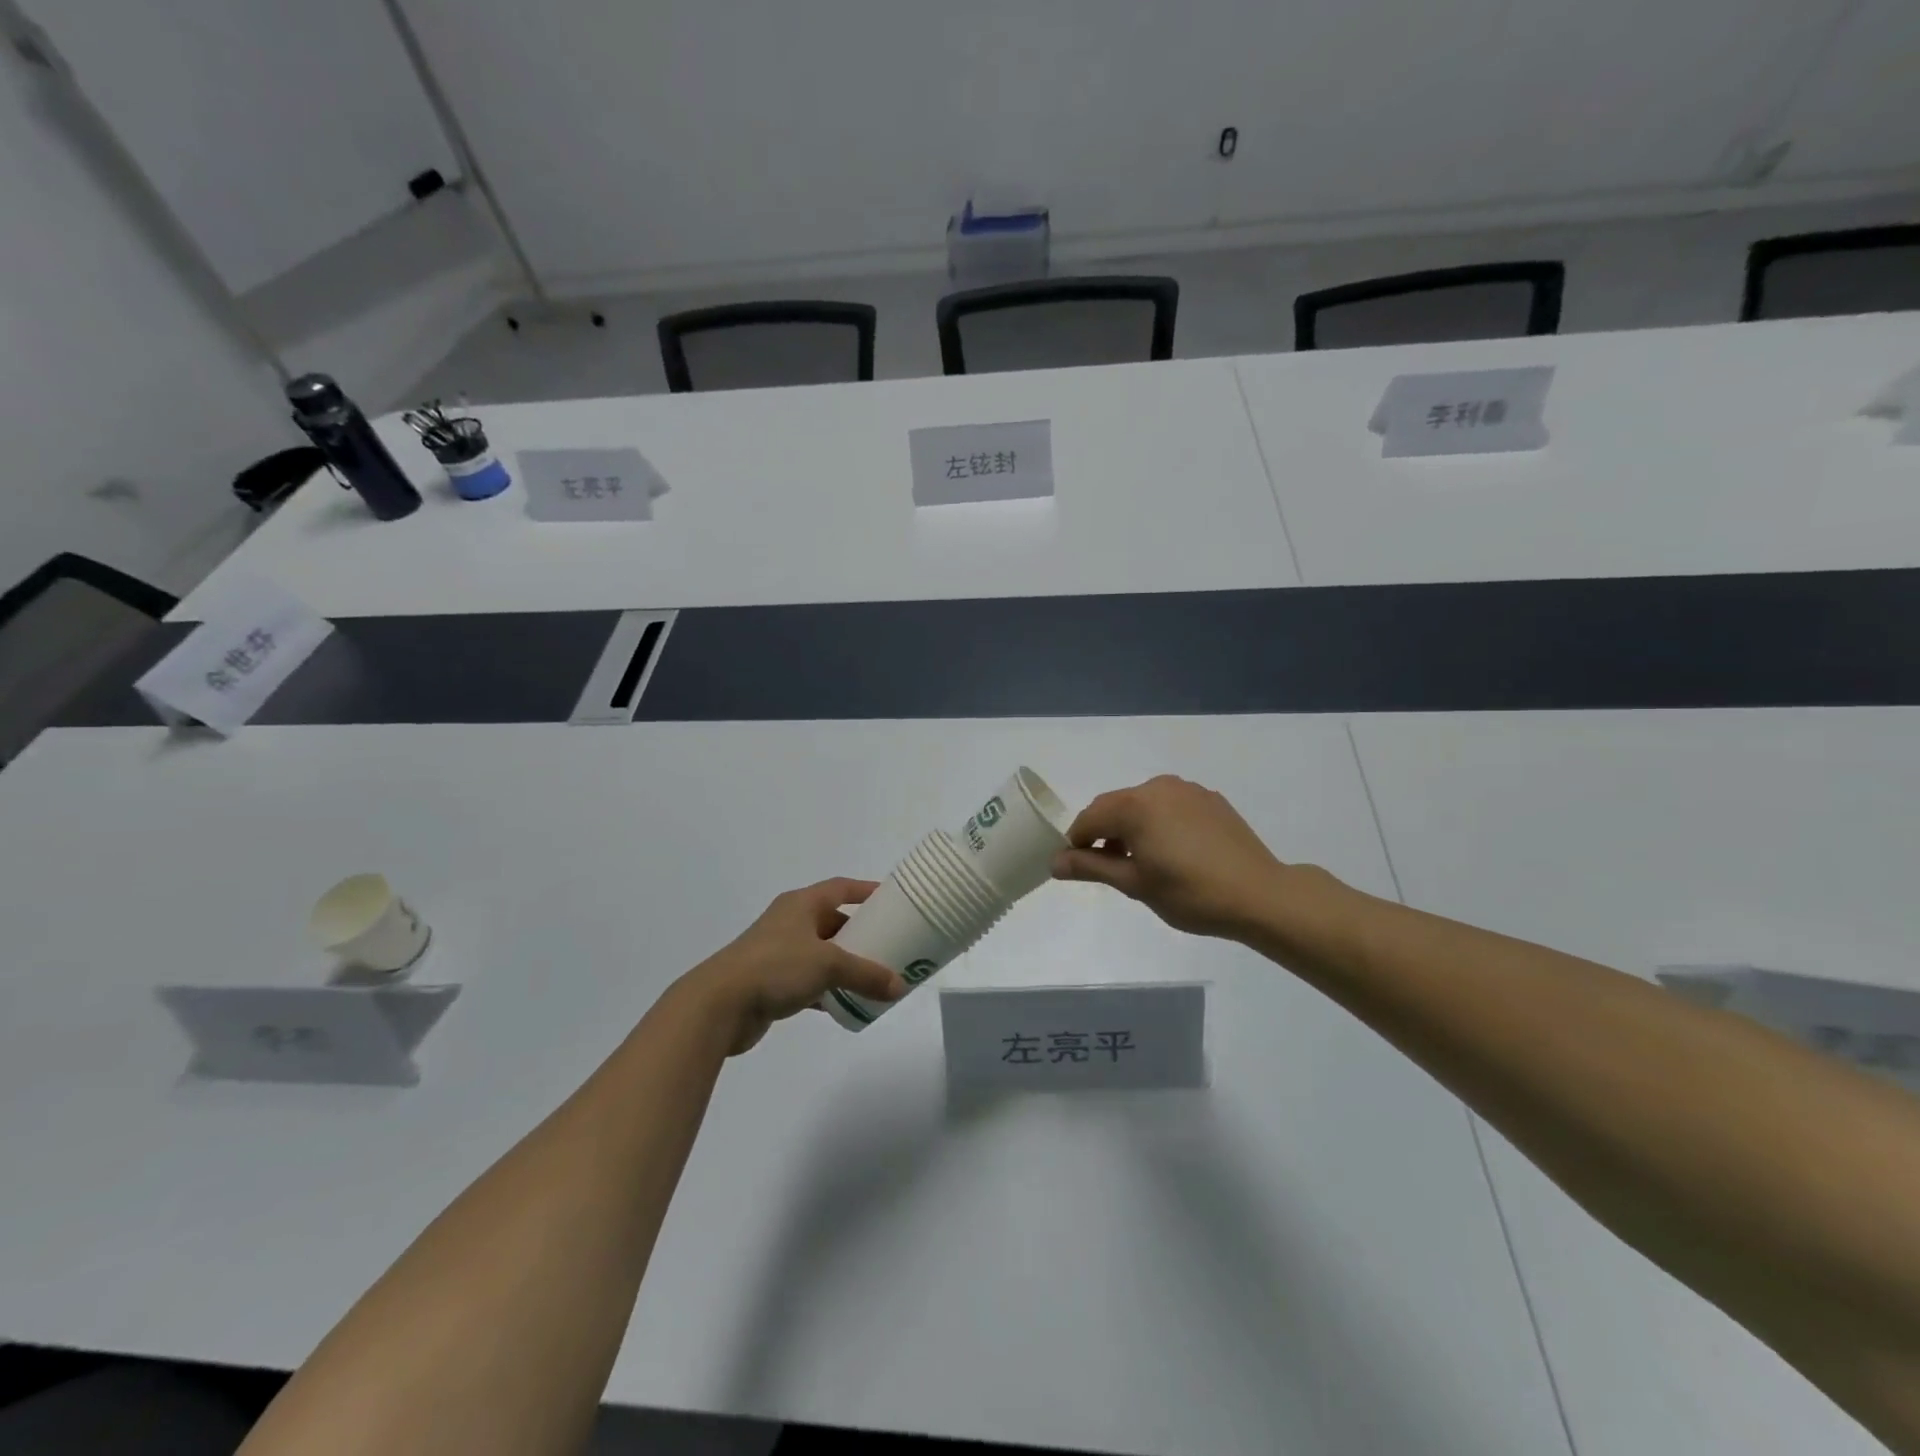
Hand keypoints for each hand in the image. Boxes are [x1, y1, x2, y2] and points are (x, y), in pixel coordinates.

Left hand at [680, 879, 907, 1054]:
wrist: (719, 1005)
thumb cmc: (775, 967)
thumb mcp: (828, 965)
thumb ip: (866, 974)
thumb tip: (899, 987)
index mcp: (801, 904)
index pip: (840, 887)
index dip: (866, 891)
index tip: (893, 900)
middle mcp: (790, 922)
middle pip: (832, 921)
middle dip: (860, 932)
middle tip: (890, 944)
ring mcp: (778, 953)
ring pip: (822, 953)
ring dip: (845, 964)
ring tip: (875, 976)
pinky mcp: (771, 983)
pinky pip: (809, 981)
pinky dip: (828, 990)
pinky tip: (846, 1005)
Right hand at [1052, 775, 1290, 940]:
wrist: (1259, 894)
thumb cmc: (1190, 893)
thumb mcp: (1134, 884)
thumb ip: (1091, 867)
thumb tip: (1055, 862)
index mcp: (1135, 805)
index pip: (1089, 818)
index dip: (1076, 842)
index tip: (1076, 868)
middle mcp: (1158, 787)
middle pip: (1115, 806)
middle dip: (1103, 833)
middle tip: (1108, 868)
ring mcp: (1187, 790)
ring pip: (1143, 804)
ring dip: (1131, 827)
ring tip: (1141, 862)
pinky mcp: (1210, 799)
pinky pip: (1170, 805)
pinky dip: (1159, 823)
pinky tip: (1173, 852)